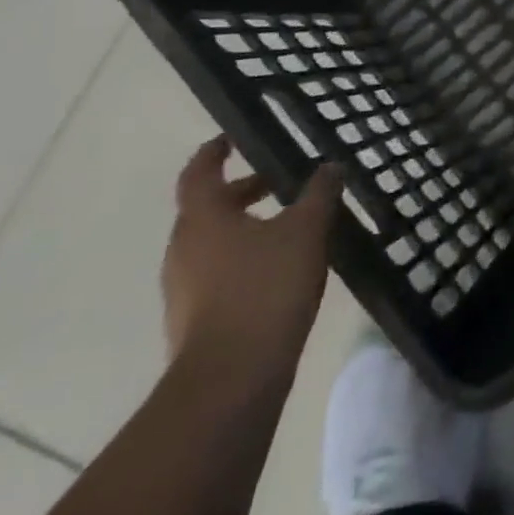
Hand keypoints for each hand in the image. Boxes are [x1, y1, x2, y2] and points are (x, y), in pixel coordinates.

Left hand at [162, 136, 339, 379]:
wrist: (232, 376)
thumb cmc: (266, 287)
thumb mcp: (305, 230)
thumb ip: (319, 194)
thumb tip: (330, 166)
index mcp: (202, 219)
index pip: (198, 174)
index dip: (213, 153)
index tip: (231, 138)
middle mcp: (183, 249)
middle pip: (207, 209)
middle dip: (241, 192)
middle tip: (279, 182)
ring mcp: (184, 287)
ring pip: (213, 242)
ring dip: (245, 227)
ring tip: (290, 226)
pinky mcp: (195, 318)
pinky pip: (218, 273)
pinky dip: (244, 259)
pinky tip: (281, 269)